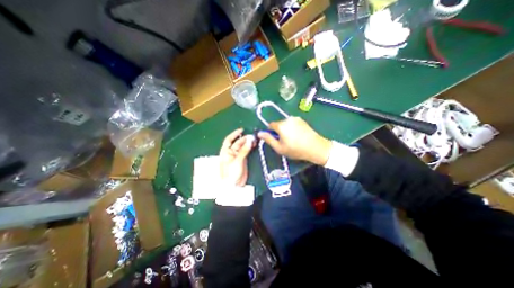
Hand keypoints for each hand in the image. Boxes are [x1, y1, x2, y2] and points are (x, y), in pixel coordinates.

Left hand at [218, 128, 254, 185]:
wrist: (234, 185)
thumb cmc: (231, 173)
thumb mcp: (237, 161)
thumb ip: (244, 150)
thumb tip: (250, 140)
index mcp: (225, 151)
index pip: (229, 139)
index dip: (235, 134)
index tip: (242, 130)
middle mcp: (231, 152)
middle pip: (238, 142)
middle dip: (245, 139)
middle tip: (253, 136)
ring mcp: (238, 155)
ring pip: (243, 146)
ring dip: (248, 142)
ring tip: (255, 139)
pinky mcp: (243, 159)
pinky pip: (247, 151)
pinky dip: (250, 148)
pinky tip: (254, 145)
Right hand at [259, 116, 330, 165]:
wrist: (316, 148)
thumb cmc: (296, 150)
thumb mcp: (279, 148)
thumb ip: (268, 139)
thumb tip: (259, 133)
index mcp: (281, 125)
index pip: (270, 125)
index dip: (271, 133)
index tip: (276, 140)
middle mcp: (288, 119)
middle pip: (278, 124)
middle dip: (279, 131)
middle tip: (285, 141)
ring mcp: (296, 119)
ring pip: (286, 123)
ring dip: (286, 129)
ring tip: (293, 139)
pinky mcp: (302, 120)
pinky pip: (293, 123)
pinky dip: (292, 128)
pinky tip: (298, 136)